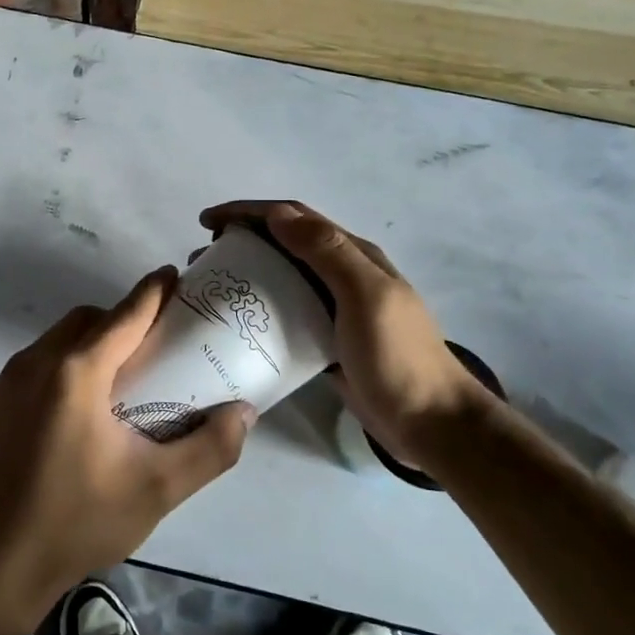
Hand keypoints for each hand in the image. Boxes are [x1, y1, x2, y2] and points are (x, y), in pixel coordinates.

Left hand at [0, 267, 255, 634]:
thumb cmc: (77, 522)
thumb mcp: (157, 490)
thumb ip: (209, 448)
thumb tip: (244, 412)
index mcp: (76, 372)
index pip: (124, 315)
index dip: (153, 292)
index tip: (176, 276)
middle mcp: (37, 362)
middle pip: (88, 320)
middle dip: (123, 319)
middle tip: (157, 344)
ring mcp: (8, 382)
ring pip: (60, 339)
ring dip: (94, 341)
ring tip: (124, 377)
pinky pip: (39, 363)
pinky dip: (68, 364)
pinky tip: (84, 407)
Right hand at [199, 201, 490, 466]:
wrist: (430, 422)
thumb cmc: (398, 356)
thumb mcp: (366, 296)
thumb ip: (327, 251)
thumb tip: (277, 215)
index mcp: (353, 255)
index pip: (293, 217)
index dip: (248, 212)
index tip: (207, 223)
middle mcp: (342, 274)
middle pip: (284, 243)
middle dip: (241, 239)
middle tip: (203, 258)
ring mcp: (334, 308)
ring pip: (281, 277)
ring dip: (246, 272)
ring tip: (212, 285)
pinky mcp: (325, 340)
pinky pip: (284, 313)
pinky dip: (258, 308)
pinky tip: (237, 322)